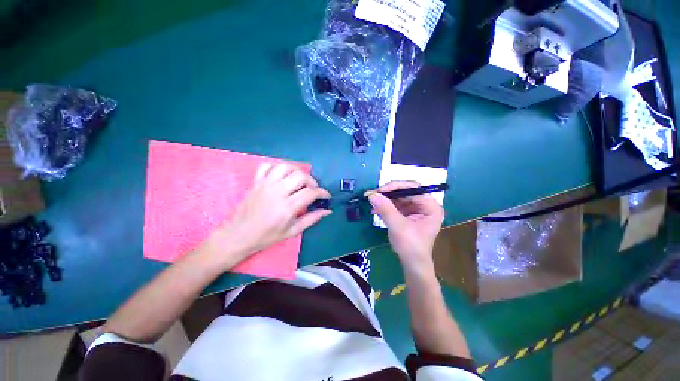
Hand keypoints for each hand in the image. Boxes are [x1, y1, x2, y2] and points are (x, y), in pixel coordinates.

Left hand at [206, 163, 330, 267]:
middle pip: (300, 176)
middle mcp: (277, 192)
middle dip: (312, 181)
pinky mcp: (256, 181)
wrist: (239, 235)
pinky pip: (267, 165)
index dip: (322, 193)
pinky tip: (282, 175)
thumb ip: (311, 219)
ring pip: (285, 167)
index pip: (310, 193)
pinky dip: (277, 167)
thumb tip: (327, 210)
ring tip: (300, 179)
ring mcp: (265, 184)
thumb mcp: (292, 231)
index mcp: (287, 207)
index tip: (325, 196)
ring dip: (297, 171)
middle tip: (313, 189)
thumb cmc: (267, 236)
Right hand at [366, 181, 443, 270]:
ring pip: (399, 197)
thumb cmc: (410, 246)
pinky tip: (376, 209)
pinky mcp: (408, 214)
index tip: (379, 191)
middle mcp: (425, 205)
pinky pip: (396, 205)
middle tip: (373, 195)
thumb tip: (371, 194)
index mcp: (431, 206)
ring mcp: (417, 209)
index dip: (395, 186)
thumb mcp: (397, 226)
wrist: (412, 265)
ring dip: (385, 199)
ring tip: (372, 202)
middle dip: (388, 193)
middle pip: (405, 191)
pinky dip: (386, 206)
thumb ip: (385, 209)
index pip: (413, 188)